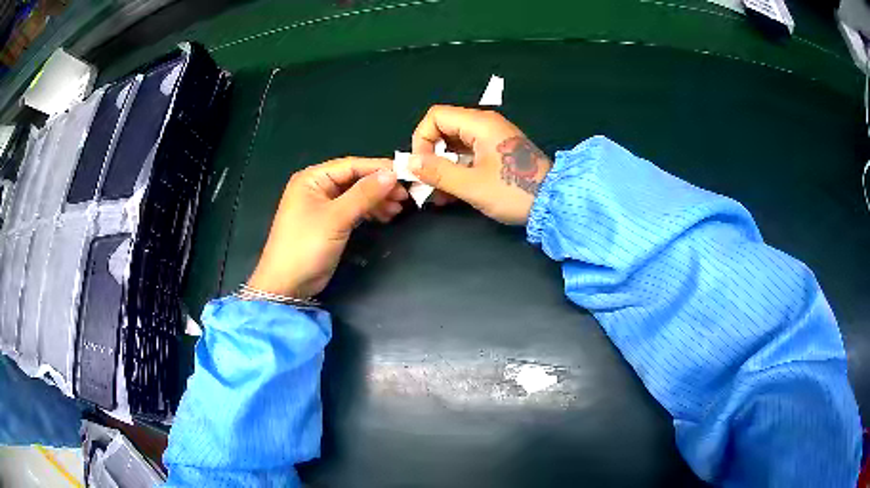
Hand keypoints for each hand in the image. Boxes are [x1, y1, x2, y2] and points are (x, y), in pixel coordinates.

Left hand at [247, 158, 405, 297]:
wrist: (287, 284)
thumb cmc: (306, 246)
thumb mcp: (336, 218)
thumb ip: (364, 194)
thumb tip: (392, 174)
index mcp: (312, 178)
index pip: (351, 165)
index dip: (379, 168)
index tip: (406, 174)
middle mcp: (317, 187)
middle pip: (355, 179)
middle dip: (380, 186)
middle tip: (405, 195)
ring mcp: (323, 205)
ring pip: (356, 195)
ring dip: (377, 200)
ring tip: (399, 208)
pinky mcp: (329, 222)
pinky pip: (353, 209)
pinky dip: (369, 212)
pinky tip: (386, 216)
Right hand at [410, 105, 551, 224]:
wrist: (555, 204)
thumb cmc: (514, 192)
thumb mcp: (472, 185)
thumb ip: (437, 172)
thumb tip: (409, 162)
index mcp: (480, 124)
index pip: (436, 116)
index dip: (422, 138)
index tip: (422, 166)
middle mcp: (486, 125)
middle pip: (444, 129)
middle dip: (430, 156)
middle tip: (426, 183)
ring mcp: (493, 139)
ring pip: (455, 145)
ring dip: (442, 168)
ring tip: (437, 196)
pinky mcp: (499, 154)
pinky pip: (469, 156)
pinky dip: (457, 171)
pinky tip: (451, 195)